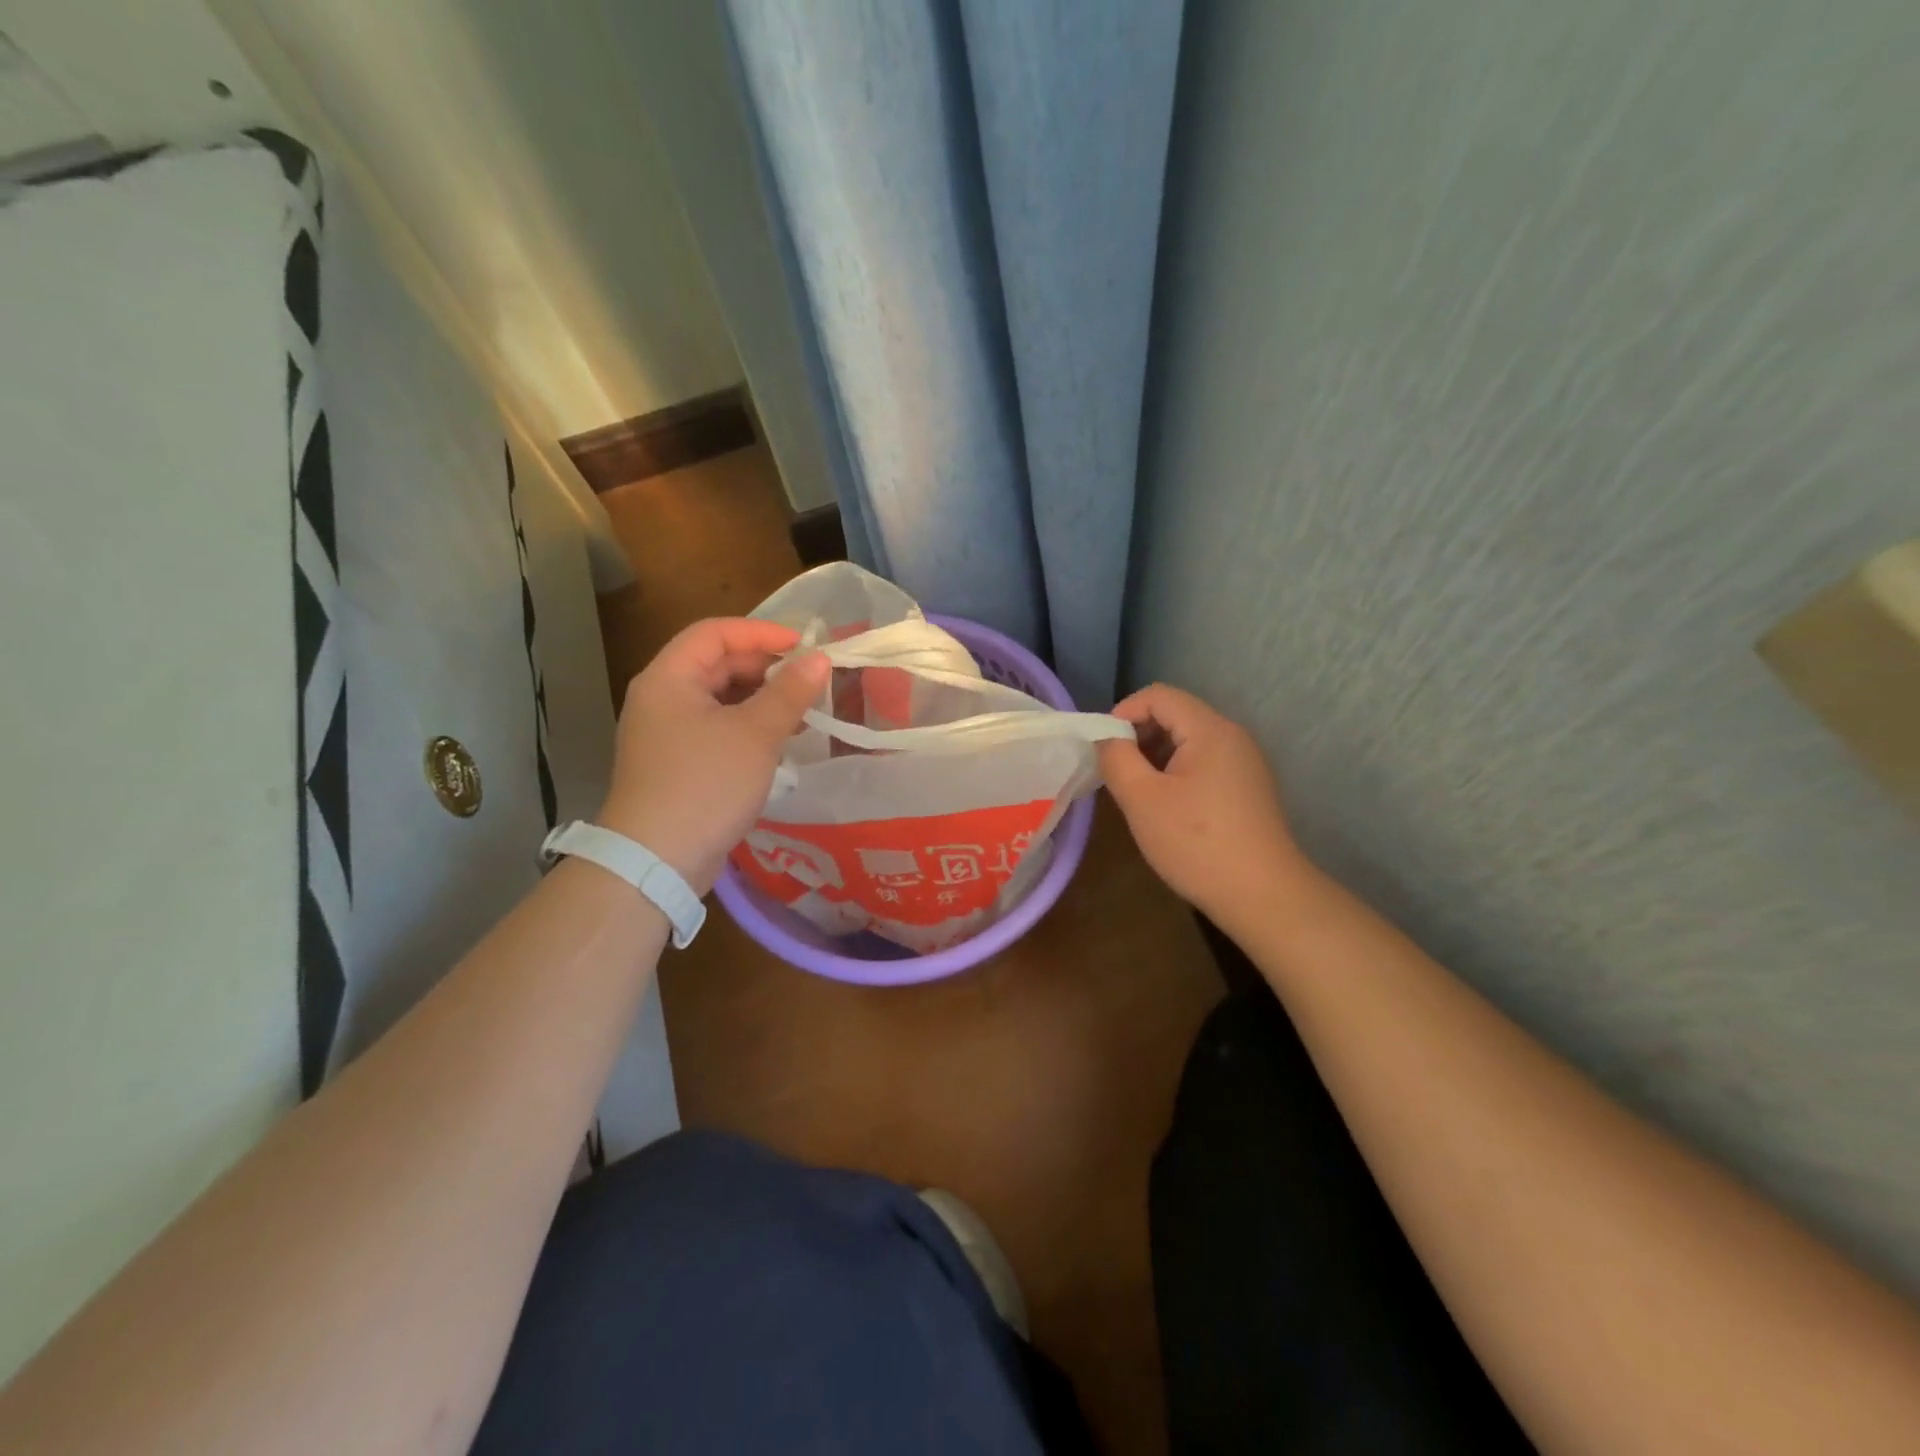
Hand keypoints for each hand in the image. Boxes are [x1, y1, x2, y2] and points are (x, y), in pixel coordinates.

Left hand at [598, 619, 829, 895]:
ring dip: (761, 700)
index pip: (715, 633)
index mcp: (669, 678)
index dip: (762, 632)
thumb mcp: (756, 734)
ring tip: (803, 712)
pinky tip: (779, 742)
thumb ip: (789, 693)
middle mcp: (661, 698)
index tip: (805, 646)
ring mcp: (666, 733)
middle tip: (809, 681)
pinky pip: (716, 729)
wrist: (657, 861)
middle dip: (765, 668)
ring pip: (719, 700)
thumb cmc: (706, 784)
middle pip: (716, 665)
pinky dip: (748, 727)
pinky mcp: (676, 764)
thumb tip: (820, 659)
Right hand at [1097, 684, 1308, 923]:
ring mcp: (1244, 762)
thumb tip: (1106, 738)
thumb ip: (1116, 758)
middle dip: (1138, 735)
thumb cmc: (1196, 843)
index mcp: (1210, 729)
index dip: (1123, 712)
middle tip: (1116, 772)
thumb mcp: (1142, 799)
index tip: (1103, 748)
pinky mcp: (1247, 788)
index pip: (1158, 695)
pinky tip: (1166, 807)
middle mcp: (1232, 736)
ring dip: (1155, 756)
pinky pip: (1204, 763)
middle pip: (1175, 714)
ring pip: (1189, 740)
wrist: (1263, 896)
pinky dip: (1176, 772)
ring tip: (1137, 792)